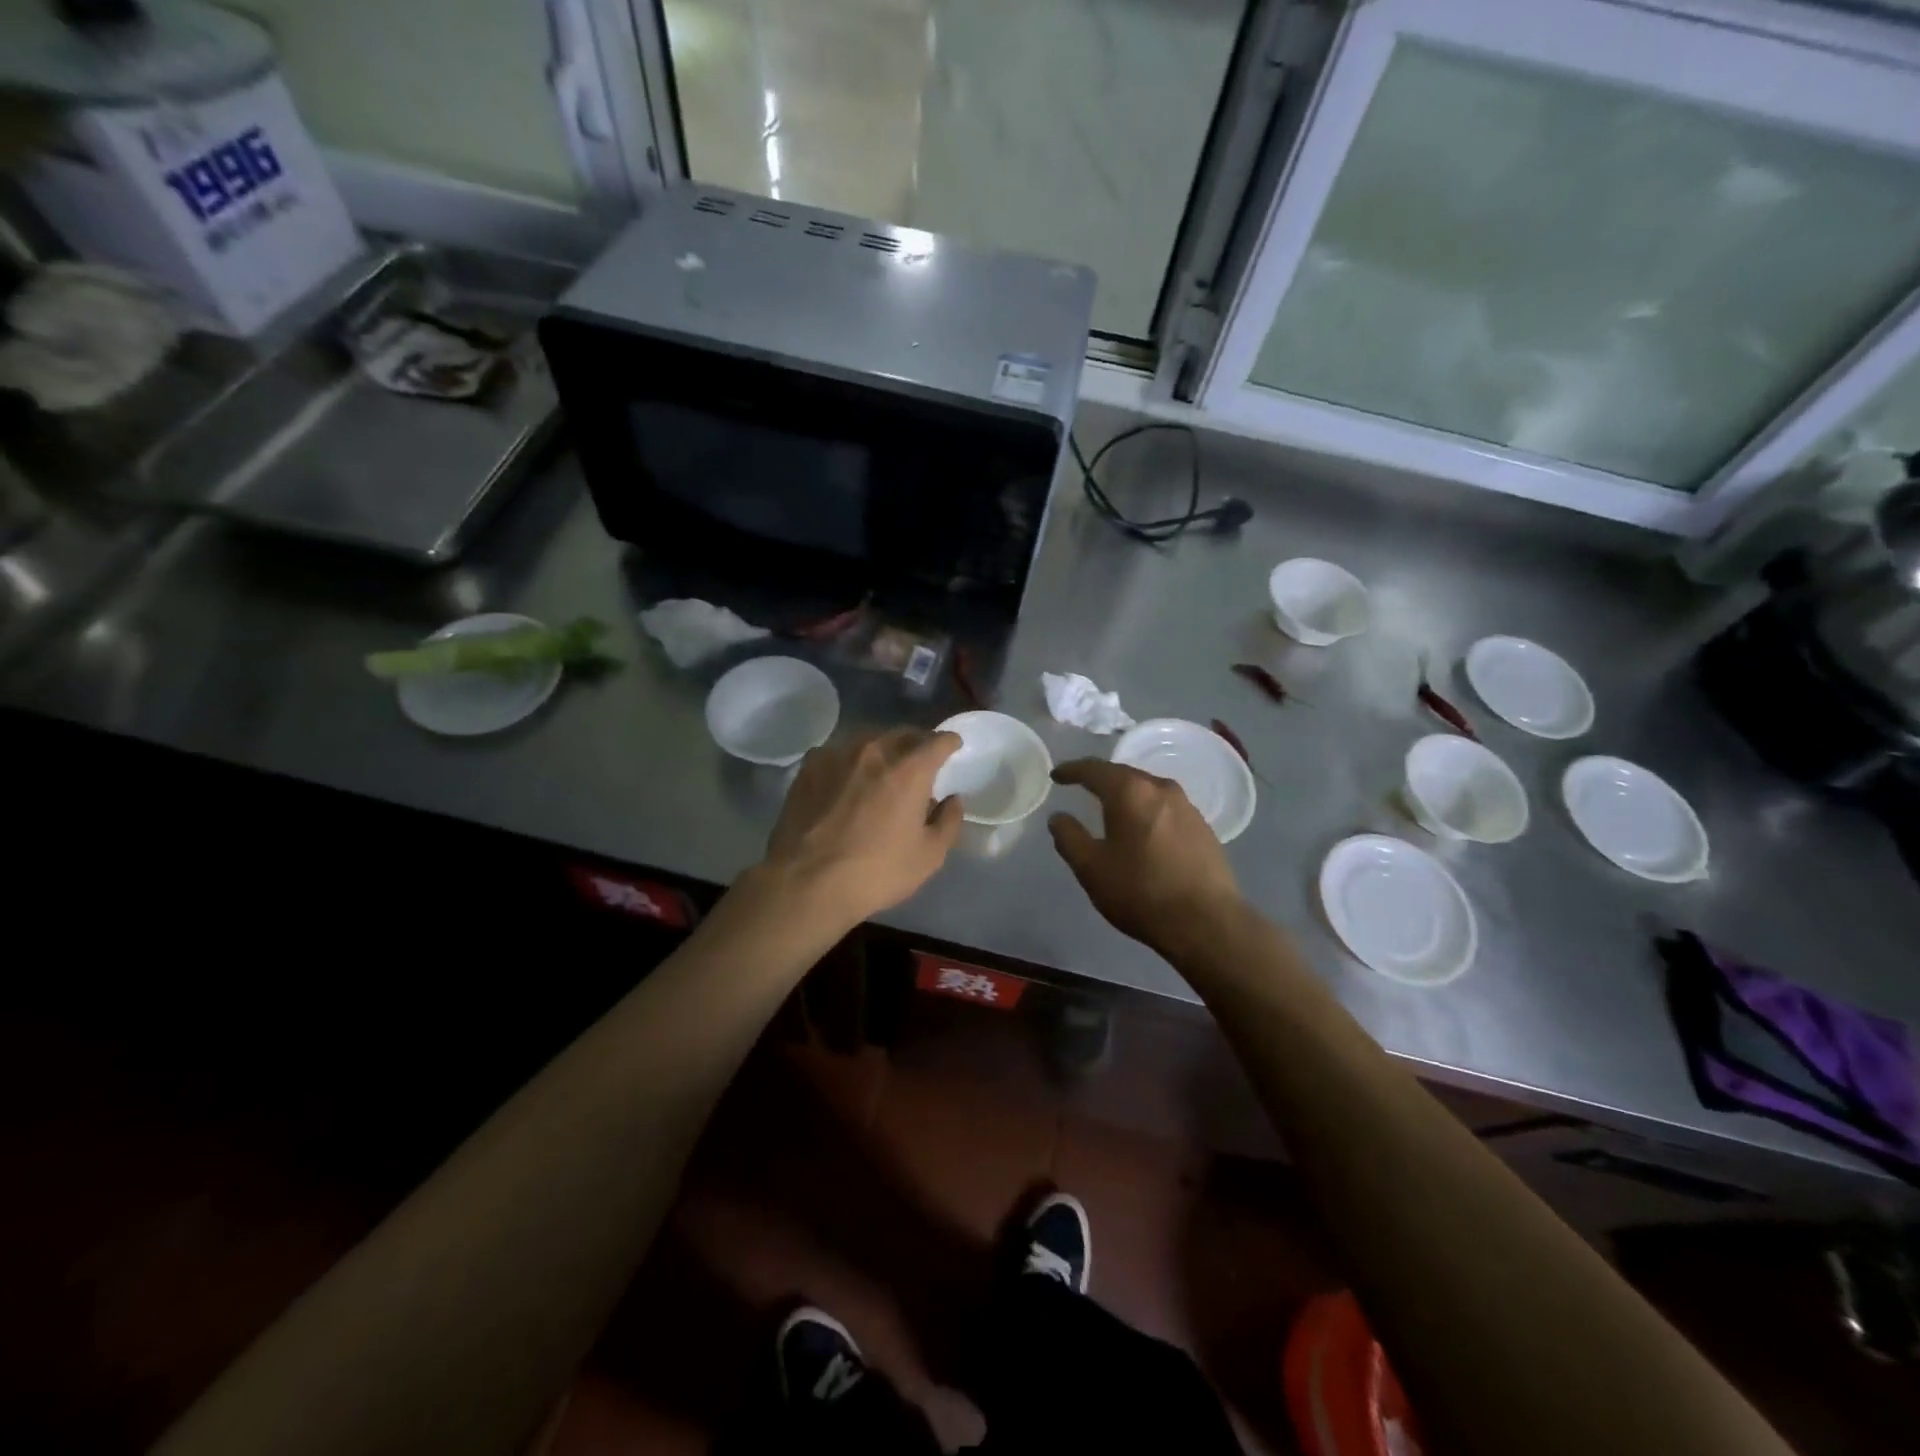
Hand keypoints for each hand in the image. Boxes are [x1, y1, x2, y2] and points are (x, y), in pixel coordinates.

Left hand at [762, 728, 963, 927]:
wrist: (806, 883)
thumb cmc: (876, 872)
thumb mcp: (928, 856)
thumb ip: (948, 822)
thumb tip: (952, 800)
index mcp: (910, 769)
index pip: (938, 740)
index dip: (949, 742)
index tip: (953, 746)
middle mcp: (875, 751)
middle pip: (903, 734)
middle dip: (917, 743)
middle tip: (921, 761)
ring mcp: (837, 755)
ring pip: (869, 741)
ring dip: (883, 750)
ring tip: (883, 770)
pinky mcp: (809, 767)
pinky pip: (838, 753)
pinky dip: (850, 762)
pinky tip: (846, 780)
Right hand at [1048, 759, 1245, 959]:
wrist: (1207, 922)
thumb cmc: (1141, 892)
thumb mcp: (1091, 868)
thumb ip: (1069, 838)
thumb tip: (1059, 817)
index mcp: (1130, 792)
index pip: (1094, 770)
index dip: (1072, 771)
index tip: (1057, 775)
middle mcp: (1161, 789)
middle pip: (1124, 775)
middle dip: (1101, 779)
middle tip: (1082, 786)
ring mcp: (1187, 807)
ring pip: (1148, 790)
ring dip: (1127, 795)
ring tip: (1112, 808)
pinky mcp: (1203, 828)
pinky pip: (1166, 808)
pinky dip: (1147, 811)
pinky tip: (1143, 830)